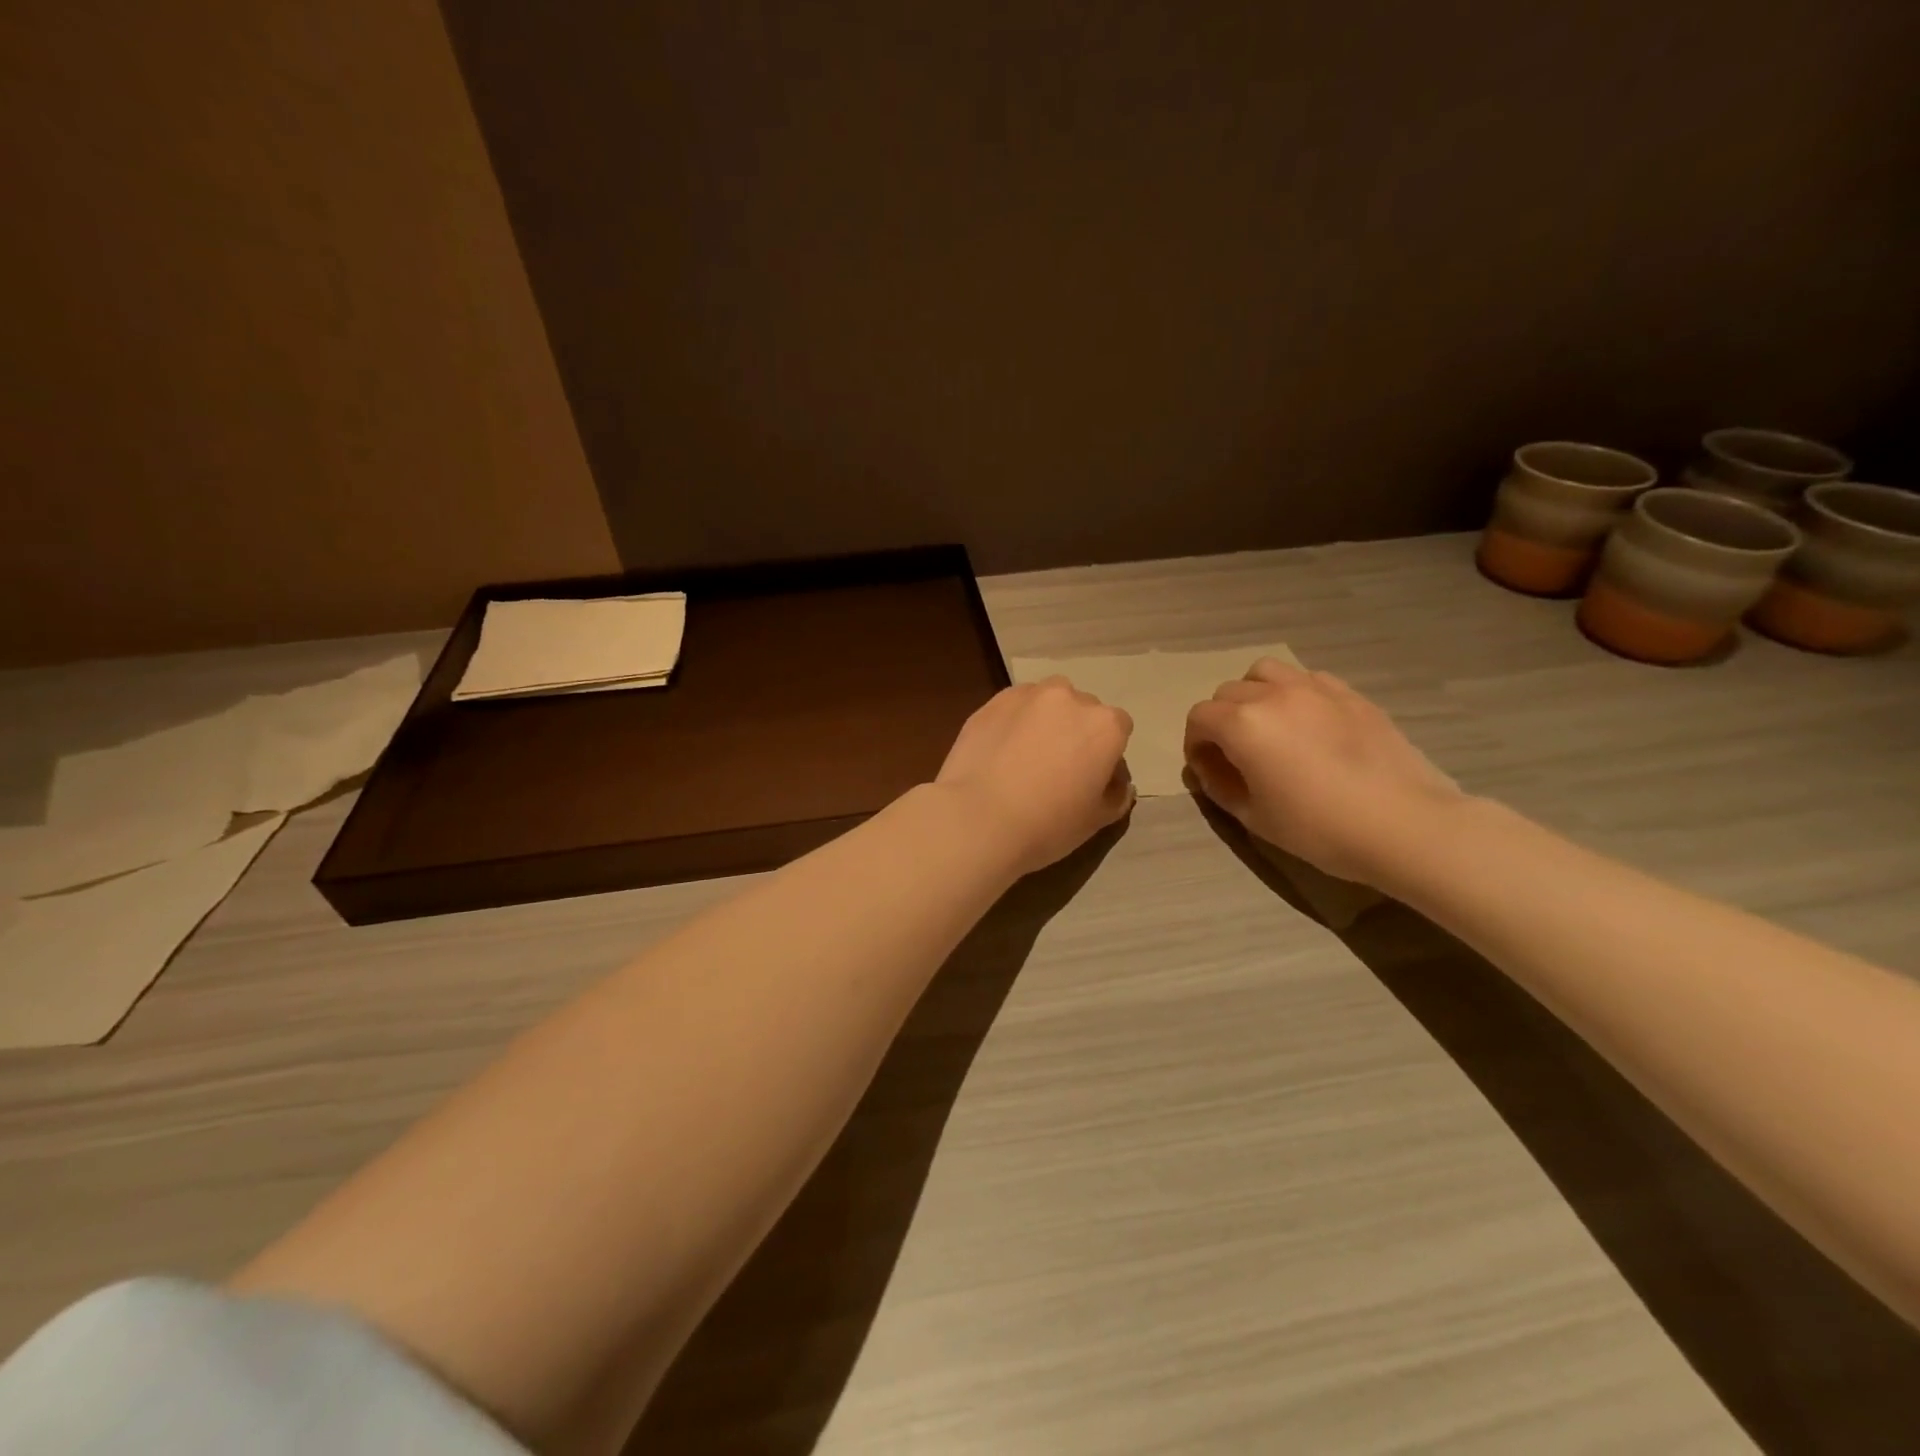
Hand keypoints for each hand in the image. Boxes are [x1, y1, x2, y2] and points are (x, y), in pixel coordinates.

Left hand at [936, 678, 1134, 876]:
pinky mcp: (991, 702)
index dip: (1107, 754)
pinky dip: (1013, 722)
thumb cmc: (1047, 824)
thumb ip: (1116, 795)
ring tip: (1025, 756)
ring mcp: (1027, 696)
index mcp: (1105, 725)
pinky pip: (1013, 708)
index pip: (1118, 729)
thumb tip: (1118, 784)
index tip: (1091, 779)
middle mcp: (1070, 698)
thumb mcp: (1096, 820)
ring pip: (1046, 702)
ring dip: (1044, 720)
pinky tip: (1000, 752)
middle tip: (1057, 768)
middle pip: (1082, 710)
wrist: (978, 819)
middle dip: (1075, 732)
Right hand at [1183, 659, 1465, 885]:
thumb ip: (1219, 786)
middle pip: (1228, 692)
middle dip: (1221, 720)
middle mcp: (1273, 695)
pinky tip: (1308, 724)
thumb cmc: (1319, 828)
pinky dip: (1294, 693)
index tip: (1207, 769)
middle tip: (1235, 753)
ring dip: (1254, 694)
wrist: (1403, 824)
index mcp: (1243, 724)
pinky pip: (1307, 679)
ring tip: (1268, 726)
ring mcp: (1315, 688)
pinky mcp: (1350, 694)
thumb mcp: (1254, 817)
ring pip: (1265, 672)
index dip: (1194, 743)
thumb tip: (1208, 768)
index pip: (1199, 718)